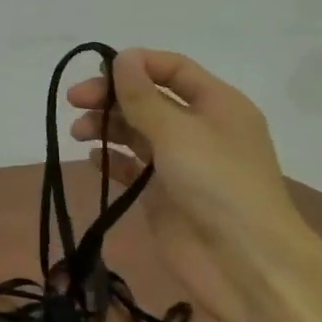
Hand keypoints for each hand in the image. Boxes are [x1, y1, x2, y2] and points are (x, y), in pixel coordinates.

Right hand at [67, 49, 308, 321]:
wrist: (246, 264)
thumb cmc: (217, 184)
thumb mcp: (177, 131)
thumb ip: (142, 96)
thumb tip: (122, 56)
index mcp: (217, 104)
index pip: (172, 69)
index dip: (135, 64)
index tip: (97, 71)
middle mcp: (199, 128)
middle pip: (149, 99)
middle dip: (112, 96)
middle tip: (75, 102)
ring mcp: (181, 163)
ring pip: (137, 132)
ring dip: (107, 126)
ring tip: (79, 134)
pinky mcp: (164, 195)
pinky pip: (132, 168)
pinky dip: (112, 160)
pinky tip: (92, 159)